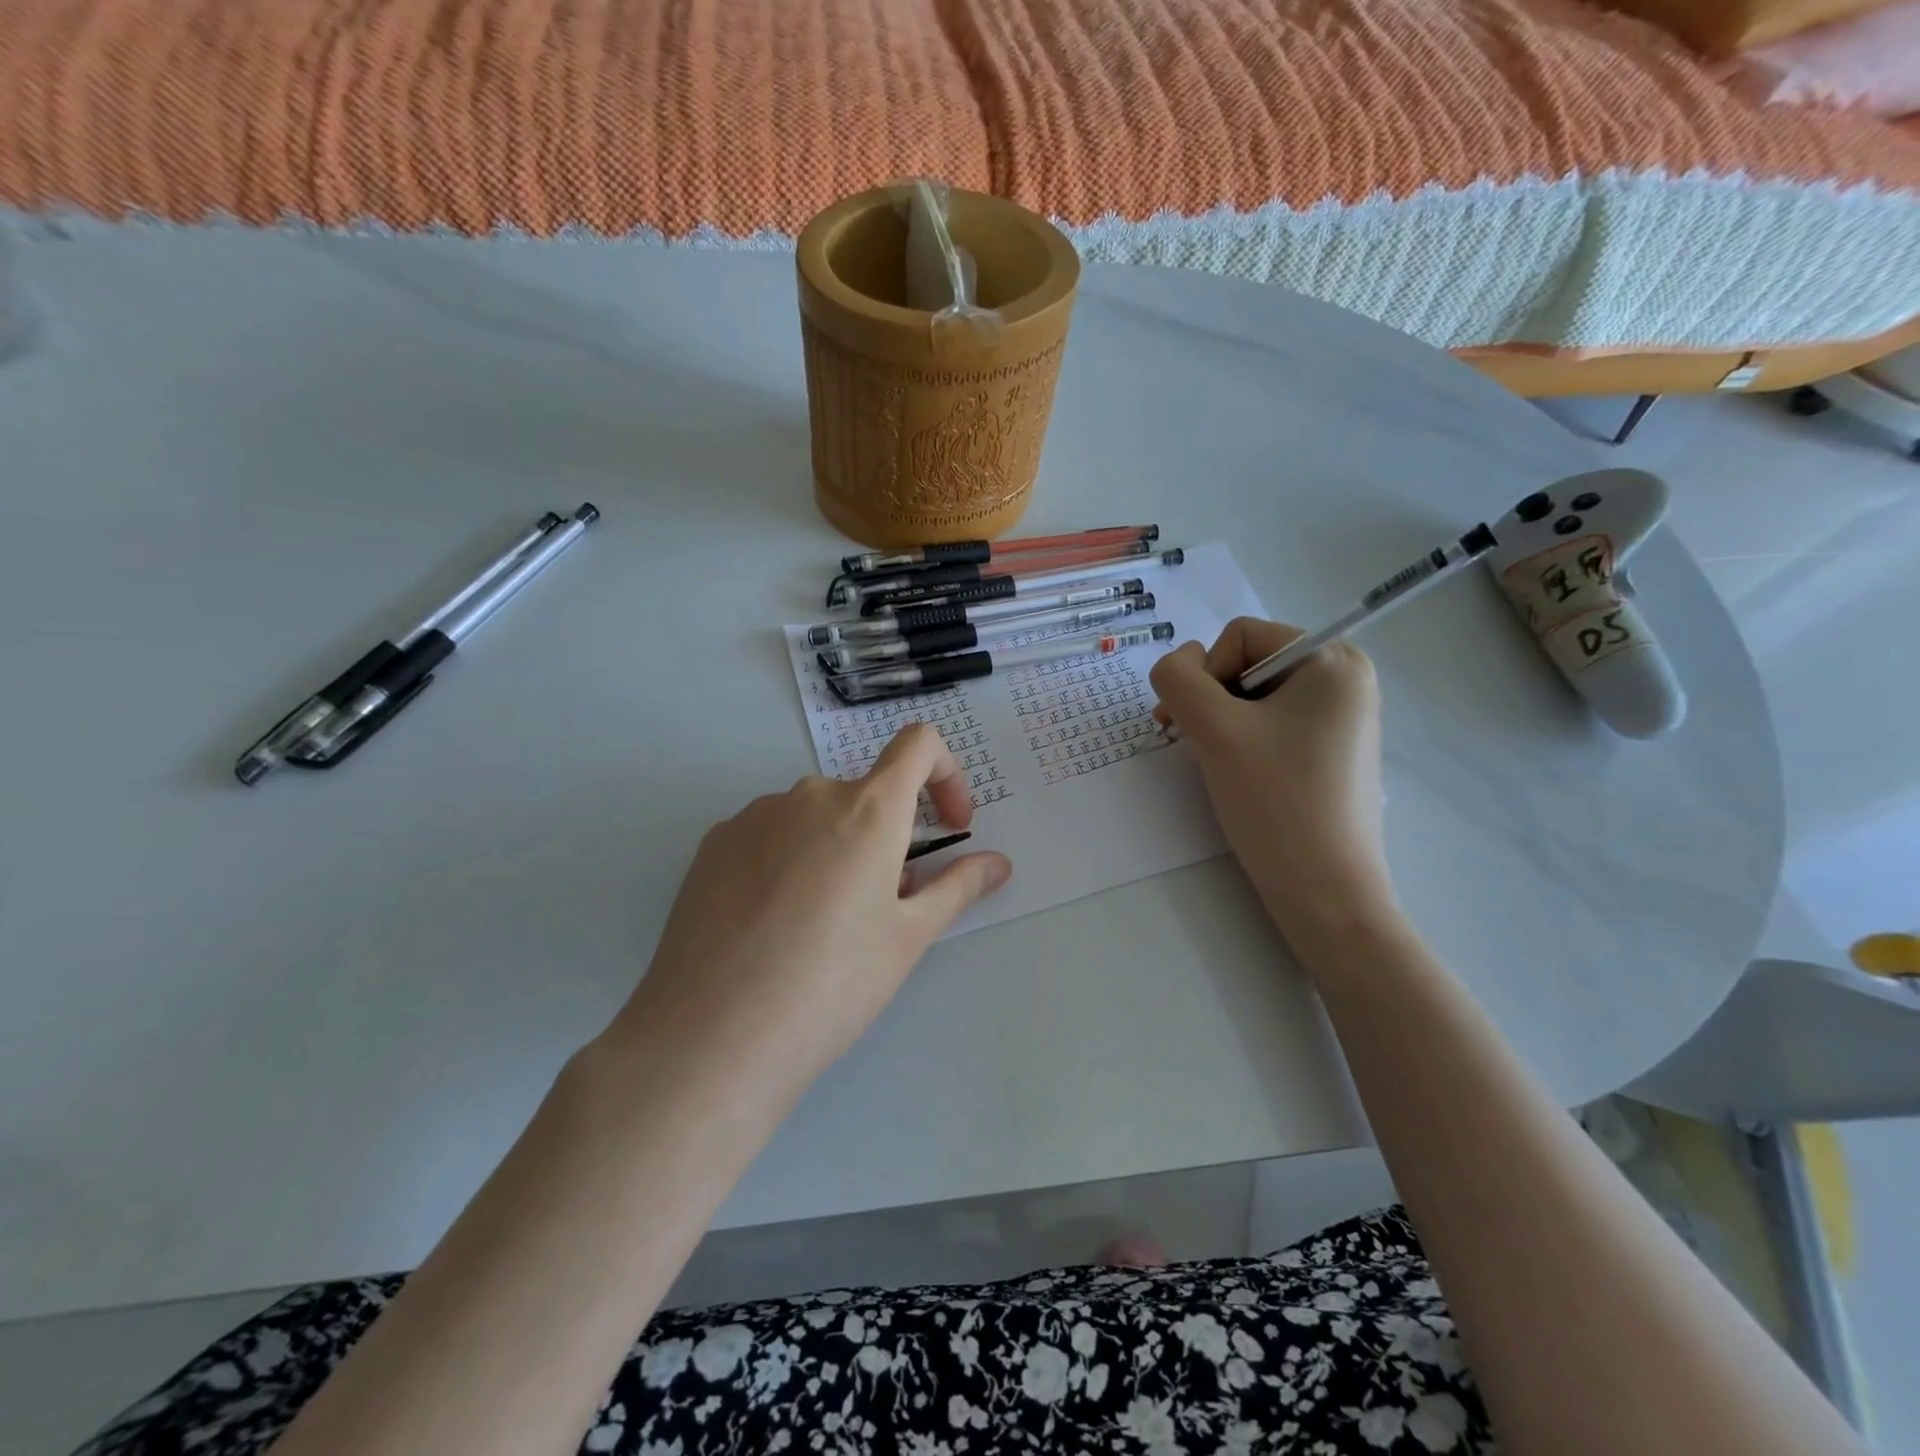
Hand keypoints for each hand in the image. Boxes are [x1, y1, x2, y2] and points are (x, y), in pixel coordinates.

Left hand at [601, 723, 1011, 1112]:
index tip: (950, 825)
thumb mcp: (908, 939)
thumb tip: (998, 863)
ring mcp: (753, 816)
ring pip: (816, 817)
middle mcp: (809, 795)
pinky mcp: (713, 844)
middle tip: (884, 906)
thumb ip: (957, 888)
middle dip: (888, 836)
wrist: (711, 1037)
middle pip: (866, 794)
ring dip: (837, 848)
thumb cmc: (831, 984)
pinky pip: (770, 834)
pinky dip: (790, 859)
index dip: (946, 774)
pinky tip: (773, 925)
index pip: (919, 744)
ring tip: (824, 924)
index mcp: (867, 809)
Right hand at [1150, 618, 1394, 939]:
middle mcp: (1346, 679)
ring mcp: (1342, 717)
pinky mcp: (1333, 750)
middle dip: (1213, 700)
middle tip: (1199, 745)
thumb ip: (1178, 679)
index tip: (1198, 726)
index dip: (1207, 674)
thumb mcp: (1214, 730)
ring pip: (1255, 696)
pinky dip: (1244, 741)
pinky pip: (1273, 723)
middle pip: (1248, 663)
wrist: (1324, 891)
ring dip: (1223, 722)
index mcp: (1333, 660)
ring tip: (1220, 763)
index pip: (1241, 636)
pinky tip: (1243, 775)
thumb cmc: (1275, 802)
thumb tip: (1178, 662)